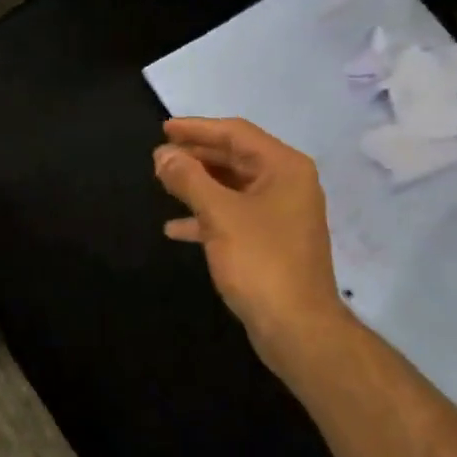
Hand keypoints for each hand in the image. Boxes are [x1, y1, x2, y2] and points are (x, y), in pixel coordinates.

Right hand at [154, 117, 360, 380]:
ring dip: (198, 185)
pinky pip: (235, 216)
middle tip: (159, 157)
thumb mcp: (219, 214)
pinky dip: (207, 216)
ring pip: (233, 188)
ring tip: (163, 184)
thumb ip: (188, 179)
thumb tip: (162, 154)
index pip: (236, 133)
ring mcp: (281, 214)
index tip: (164, 129)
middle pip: (235, 158)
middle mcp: (287, 184)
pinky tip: (176, 228)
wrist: (297, 328)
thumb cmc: (260, 261)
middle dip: (196, 157)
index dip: (197, 129)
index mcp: (284, 167)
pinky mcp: (272, 242)